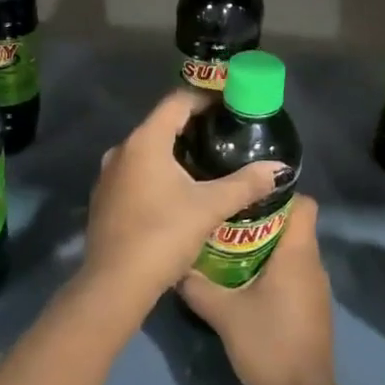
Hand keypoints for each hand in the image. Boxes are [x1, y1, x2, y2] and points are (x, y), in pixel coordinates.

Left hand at [82, 91, 283, 306]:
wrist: (114, 286)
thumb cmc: (163, 236)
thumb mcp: (210, 208)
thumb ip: (246, 184)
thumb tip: (279, 168)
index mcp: (145, 141)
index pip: (177, 101)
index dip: (206, 98)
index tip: (231, 105)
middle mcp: (121, 150)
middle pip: (162, 123)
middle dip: (194, 125)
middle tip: (226, 134)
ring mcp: (108, 175)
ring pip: (148, 150)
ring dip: (175, 151)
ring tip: (208, 161)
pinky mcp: (105, 199)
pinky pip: (136, 172)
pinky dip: (158, 171)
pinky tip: (180, 191)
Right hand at [179, 195, 335, 384]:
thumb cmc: (268, 345)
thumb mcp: (224, 314)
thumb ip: (198, 286)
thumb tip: (175, 265)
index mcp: (299, 254)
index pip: (304, 203)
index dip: (279, 194)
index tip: (246, 196)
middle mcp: (313, 264)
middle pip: (294, 225)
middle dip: (262, 219)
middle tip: (225, 220)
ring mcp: (315, 289)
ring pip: (292, 252)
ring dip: (265, 246)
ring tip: (227, 247)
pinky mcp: (311, 309)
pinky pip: (293, 275)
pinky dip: (272, 271)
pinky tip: (243, 283)